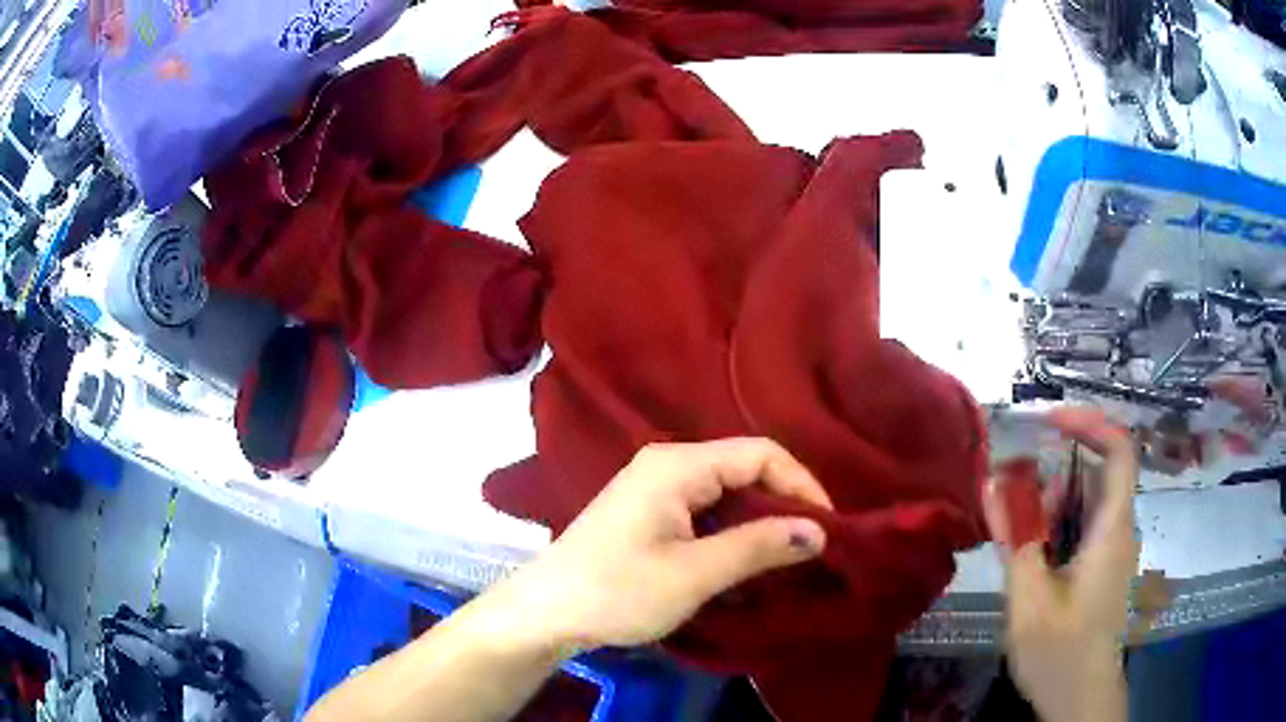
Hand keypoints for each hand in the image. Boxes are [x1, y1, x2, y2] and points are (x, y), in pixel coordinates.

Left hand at [502, 438, 831, 655]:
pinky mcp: (649, 513)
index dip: (801, 485)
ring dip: (758, 522)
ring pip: (727, 493)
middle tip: (811, 546)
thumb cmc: (617, 590)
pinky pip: (706, 511)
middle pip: (745, 469)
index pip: (761, 453)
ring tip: (785, 558)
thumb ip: (758, 547)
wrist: (546, 612)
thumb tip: (819, 531)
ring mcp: (655, 488)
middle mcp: (668, 464)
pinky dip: (732, 533)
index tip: (826, 527)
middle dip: (782, 504)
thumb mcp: (694, 573)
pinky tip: (744, 563)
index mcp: (678, 465)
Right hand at [983, 407, 1138, 721]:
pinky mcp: (1102, 569)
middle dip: (1056, 474)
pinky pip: (1084, 529)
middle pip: (1097, 474)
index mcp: (1112, 530)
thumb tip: (991, 485)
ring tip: (1019, 536)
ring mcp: (1112, 551)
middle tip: (1016, 497)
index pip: (1119, 450)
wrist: (1081, 700)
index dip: (1089, 423)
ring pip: (1088, 503)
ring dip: (1052, 506)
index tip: (1048, 421)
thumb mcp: (1029, 602)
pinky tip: (1031, 558)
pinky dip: (1057, 529)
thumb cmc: (1061, 653)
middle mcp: (1119, 531)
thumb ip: (1014, 541)